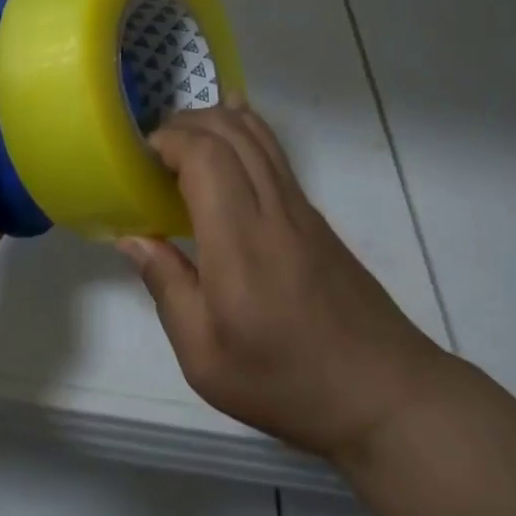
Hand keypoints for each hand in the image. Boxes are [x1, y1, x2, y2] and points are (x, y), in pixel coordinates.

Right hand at [118, 101, 445, 463]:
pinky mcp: (315, 216)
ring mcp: (299, 207)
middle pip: (230, 131)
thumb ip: (166, 286)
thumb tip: (132, 237)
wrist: (384, 392)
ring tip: (182, 140)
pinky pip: (274, 153)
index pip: (206, 155)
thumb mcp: (205, 356)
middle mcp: (272, 208)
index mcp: (239, 240)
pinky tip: (226, 142)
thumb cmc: (286, 380)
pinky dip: (243, 133)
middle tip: (152, 150)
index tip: (140, 158)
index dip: (169, 141)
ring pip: (257, 134)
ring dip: (215, 122)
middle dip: (185, 124)